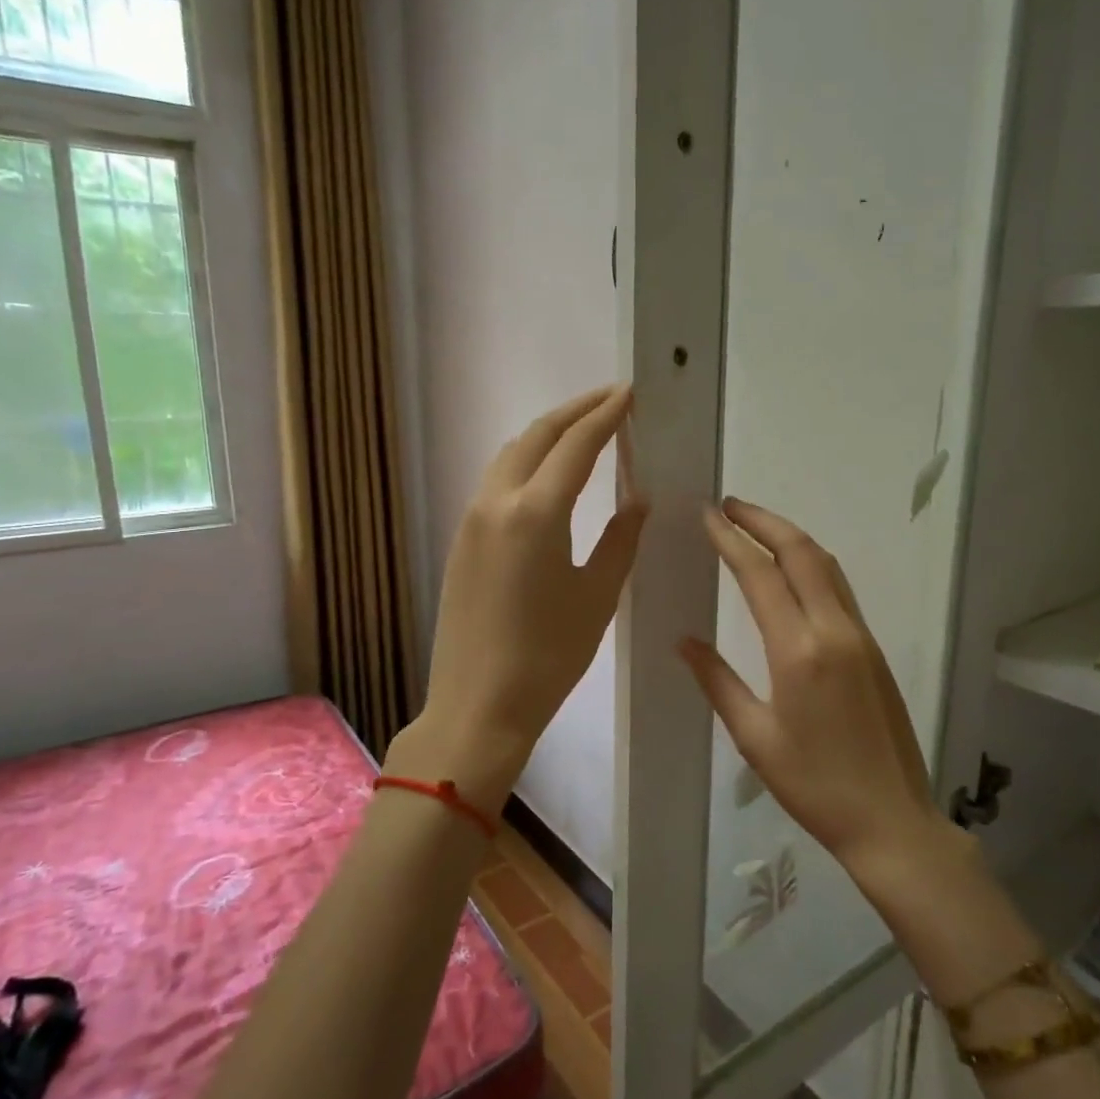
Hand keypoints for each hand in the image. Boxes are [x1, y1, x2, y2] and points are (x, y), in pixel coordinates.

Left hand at [414, 385, 646, 811]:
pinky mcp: (462, 539)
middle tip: (611, 400)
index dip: (606, 415)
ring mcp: (472, 519)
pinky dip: (527, 462)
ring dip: (547, 434)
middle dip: (575, 411)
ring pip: (511, 455)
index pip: (576, 445)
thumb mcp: (598, 595)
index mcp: (536, 513)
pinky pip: (496, 481)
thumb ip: (620, 536)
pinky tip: (548, 475)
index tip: (629, 394)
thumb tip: (637, 496)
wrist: (478, 704)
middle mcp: (497, 502)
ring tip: (583, 430)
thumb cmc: (549, 656)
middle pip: (537, 436)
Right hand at [679, 498, 944, 878]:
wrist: (892, 819)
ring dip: (790, 536)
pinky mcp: (874, 648)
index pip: (760, 575)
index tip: (707, 515)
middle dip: (763, 520)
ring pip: (825, 565)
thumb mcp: (755, 737)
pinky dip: (811, 563)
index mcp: (799, 651)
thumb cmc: (814, 785)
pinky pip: (839, 588)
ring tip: (755, 525)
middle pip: (801, 552)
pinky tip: (791, 568)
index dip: (731, 540)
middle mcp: (834, 630)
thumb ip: (718, 681)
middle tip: (728, 505)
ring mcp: (860, 636)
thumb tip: (683, 641)